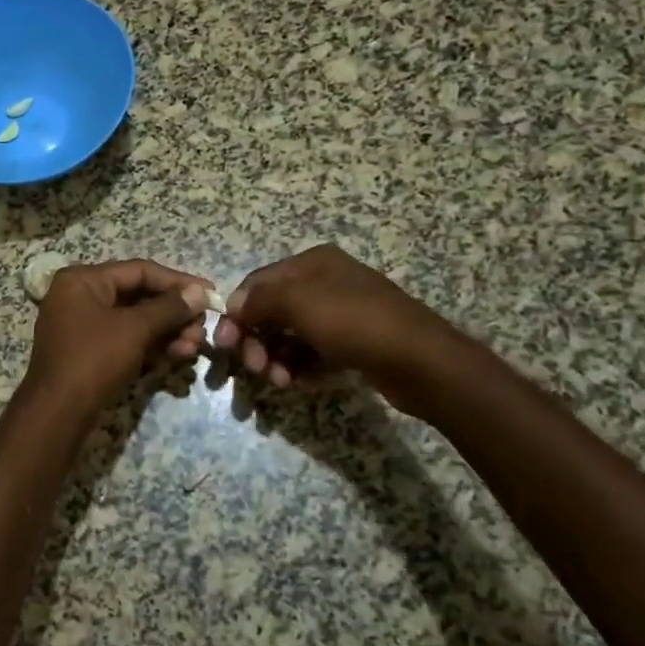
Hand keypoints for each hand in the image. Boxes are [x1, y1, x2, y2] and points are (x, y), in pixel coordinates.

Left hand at [24, 259, 210, 414]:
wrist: (57, 414)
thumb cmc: (93, 360)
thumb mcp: (134, 329)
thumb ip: (169, 308)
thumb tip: (199, 292)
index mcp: (83, 280)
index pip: (139, 271)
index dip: (178, 281)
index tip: (210, 294)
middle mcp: (80, 296)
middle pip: (138, 296)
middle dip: (174, 314)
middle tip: (202, 329)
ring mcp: (82, 325)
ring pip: (135, 321)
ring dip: (167, 332)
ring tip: (193, 348)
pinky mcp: (89, 352)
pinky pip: (126, 339)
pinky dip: (150, 346)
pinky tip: (177, 356)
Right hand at [212, 244, 464, 400]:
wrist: (420, 361)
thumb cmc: (354, 322)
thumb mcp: (299, 302)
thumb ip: (260, 300)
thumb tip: (232, 305)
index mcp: (312, 263)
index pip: (258, 282)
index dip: (237, 311)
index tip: (224, 343)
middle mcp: (325, 282)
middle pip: (273, 310)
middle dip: (257, 339)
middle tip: (254, 368)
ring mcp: (341, 314)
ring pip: (291, 334)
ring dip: (275, 357)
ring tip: (278, 381)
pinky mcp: (352, 343)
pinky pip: (312, 352)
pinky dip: (297, 366)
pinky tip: (294, 382)